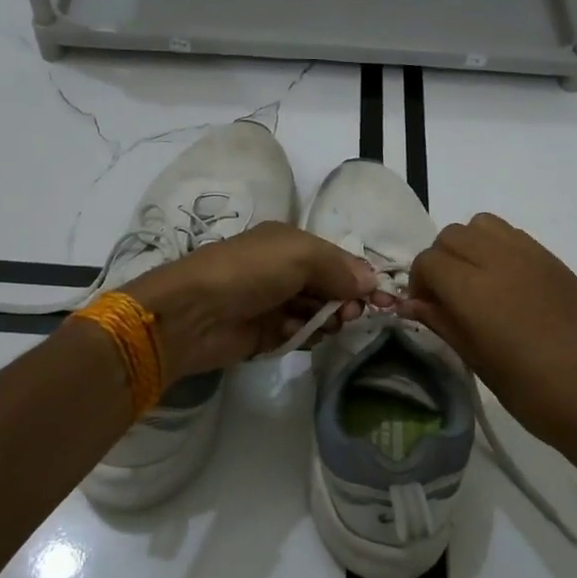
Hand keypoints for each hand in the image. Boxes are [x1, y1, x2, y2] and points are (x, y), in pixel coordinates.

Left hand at [126, 222, 380, 379]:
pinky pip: (299, 334)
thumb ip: (339, 266)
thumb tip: (372, 282)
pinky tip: (299, 335)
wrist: (194, 314)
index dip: (360, 277)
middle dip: (346, 301)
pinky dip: (305, 335)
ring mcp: (274, 302)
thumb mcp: (300, 254)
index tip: (382, 299)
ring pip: (317, 313)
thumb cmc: (249, 272)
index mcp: (290, 242)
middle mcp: (283, 270)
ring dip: (327, 320)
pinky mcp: (265, 333)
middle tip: (350, 315)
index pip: (337, 259)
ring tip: (327, 326)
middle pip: (330, 287)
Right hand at [397, 213, 576, 462]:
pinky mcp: (553, 260)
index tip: (427, 308)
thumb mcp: (476, 360)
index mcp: (474, 290)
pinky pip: (512, 235)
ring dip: (469, 246)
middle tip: (447, 295)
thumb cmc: (531, 392)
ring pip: (482, 225)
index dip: (419, 283)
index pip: (428, 261)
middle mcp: (499, 261)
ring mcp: (530, 256)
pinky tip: (506, 283)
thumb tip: (410, 304)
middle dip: (440, 260)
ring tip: (476, 281)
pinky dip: (497, 247)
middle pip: (451, 235)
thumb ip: (441, 322)